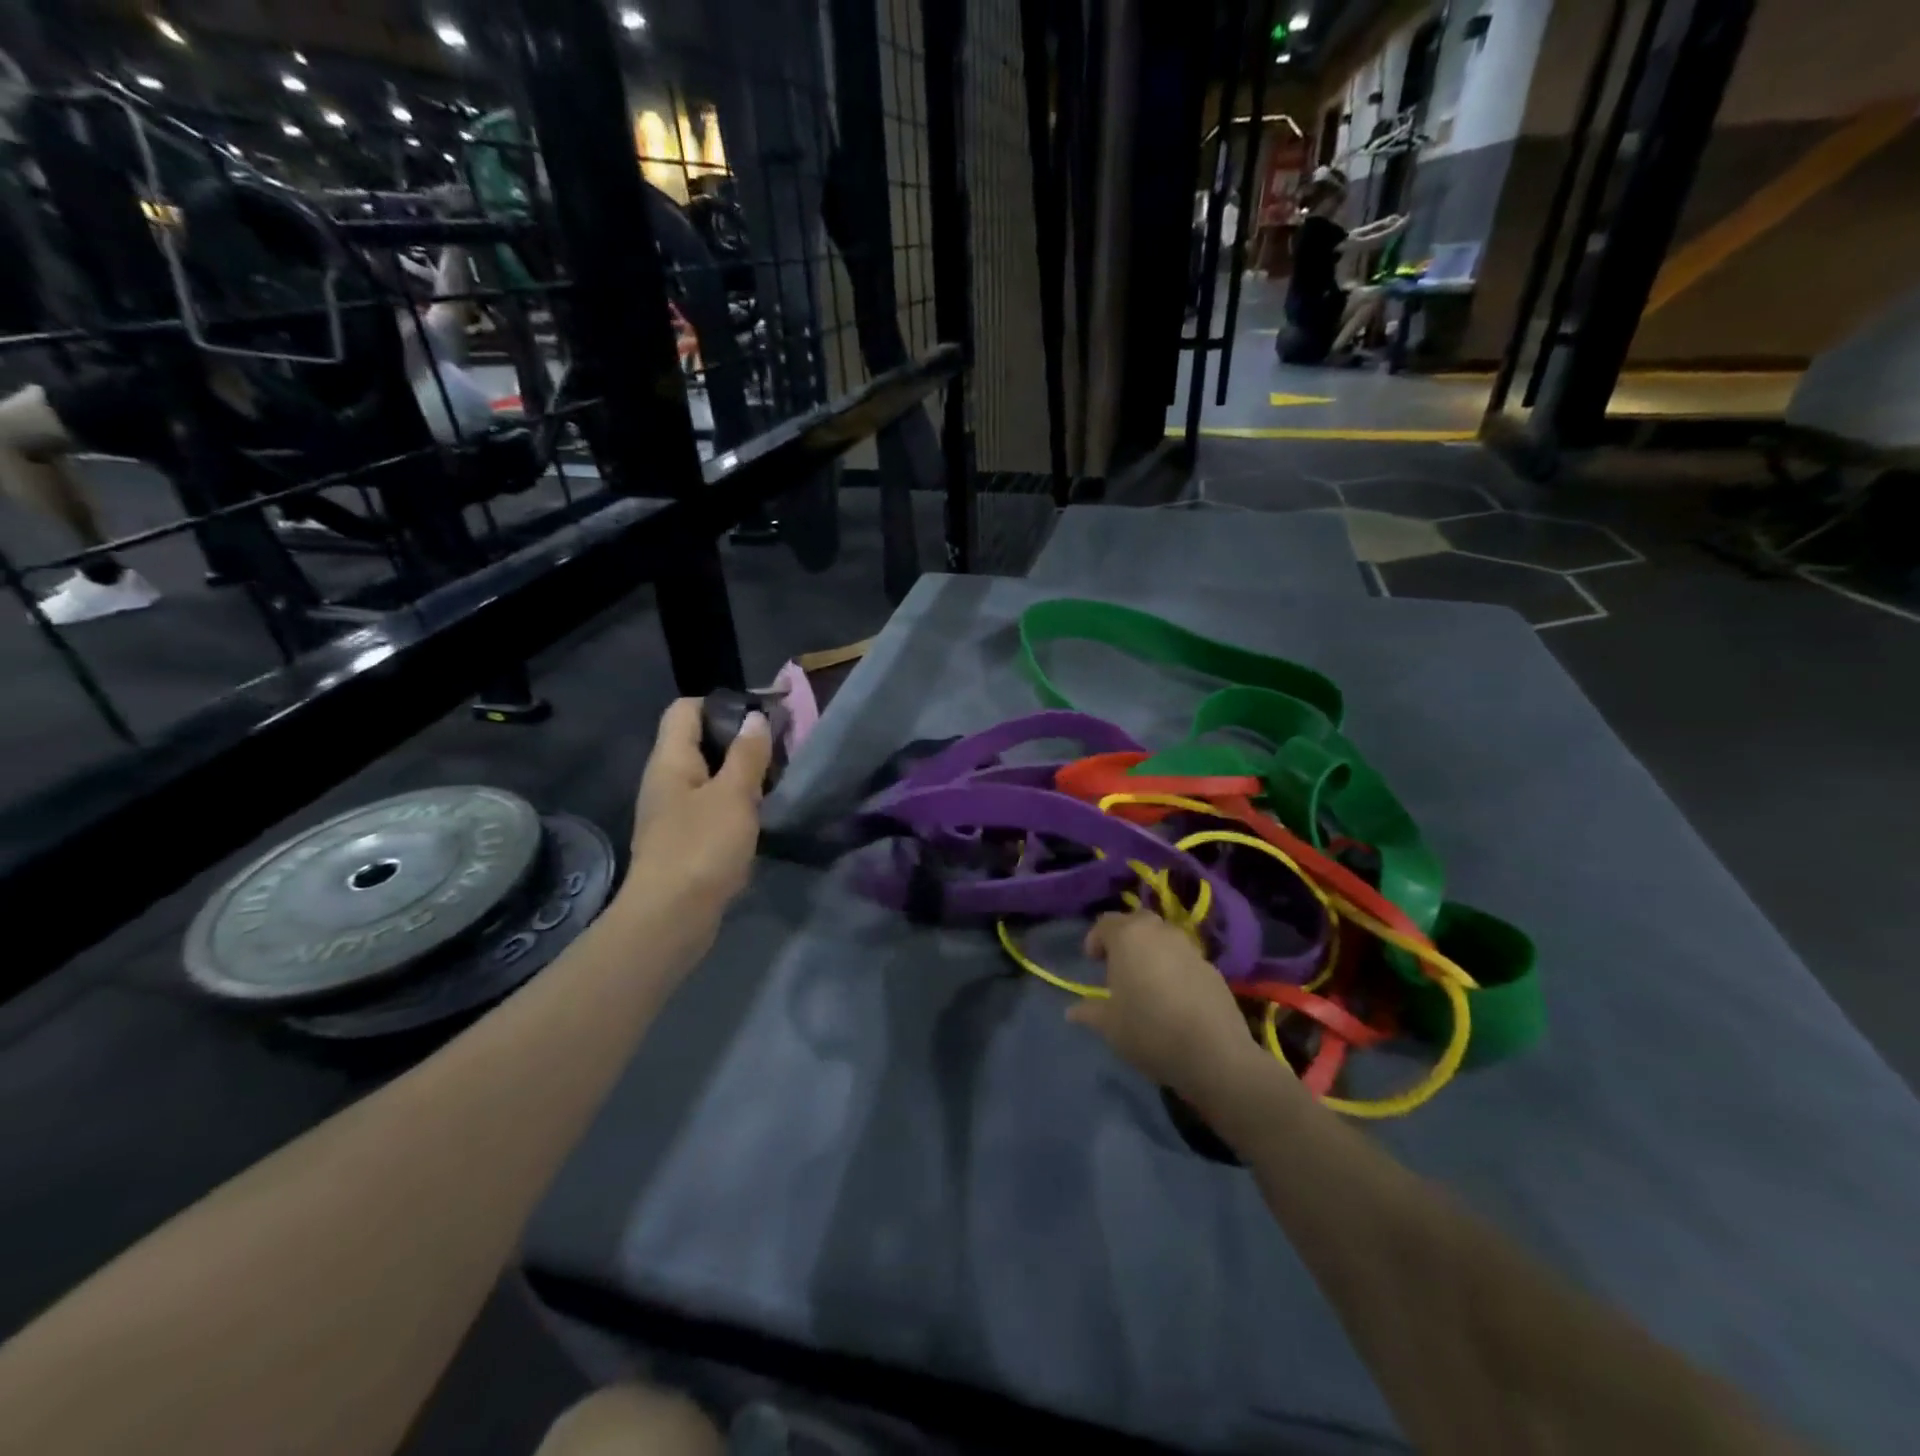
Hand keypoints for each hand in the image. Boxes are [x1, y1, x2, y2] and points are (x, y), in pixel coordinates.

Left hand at [625, 697, 770, 915]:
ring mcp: (672, 813)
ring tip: (775, 780)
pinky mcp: (683, 840)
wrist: (671, 918)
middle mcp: (665, 780)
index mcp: (670, 760)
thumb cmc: (702, 847)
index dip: (721, 703)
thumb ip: (747, 754)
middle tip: (778, 749)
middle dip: (738, 740)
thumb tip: (755, 717)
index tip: (761, 715)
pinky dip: (733, 803)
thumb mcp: (734, 795)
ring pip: (707, 777)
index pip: (686, 709)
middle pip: (698, 741)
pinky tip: (758, 815)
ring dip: (739, 774)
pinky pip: (710, 806)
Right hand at [1066, 910, 1264, 1098]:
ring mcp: (1189, 948)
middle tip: (1118, 965)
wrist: (1214, 1053)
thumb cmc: (1149, 1030)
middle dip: (1125, 938)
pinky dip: (1174, 967)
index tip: (1093, 962)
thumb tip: (1072, 1011)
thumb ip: (1089, 1011)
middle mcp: (1159, 932)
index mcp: (1128, 937)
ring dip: (1151, 951)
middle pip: (1137, 922)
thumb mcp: (1110, 1026)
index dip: (1095, 940)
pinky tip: (1173, 996)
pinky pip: (1184, 958)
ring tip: (1146, 980)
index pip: (1105, 923)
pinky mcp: (1212, 968)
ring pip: (1164, 938)